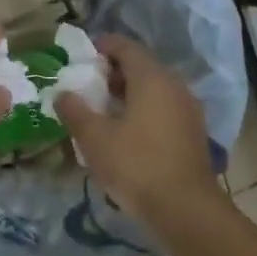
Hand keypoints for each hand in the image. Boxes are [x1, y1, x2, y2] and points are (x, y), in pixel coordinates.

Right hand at [55, 35, 226, 225]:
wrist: (185, 209)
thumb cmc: (136, 165)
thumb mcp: (94, 138)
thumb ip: (75, 110)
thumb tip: (62, 93)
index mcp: (152, 78)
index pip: (126, 47)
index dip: (103, 46)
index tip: (83, 55)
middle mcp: (174, 85)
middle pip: (142, 67)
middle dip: (114, 72)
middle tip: (89, 84)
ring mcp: (188, 109)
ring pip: (155, 89)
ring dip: (130, 93)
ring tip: (104, 109)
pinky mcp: (193, 132)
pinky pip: (164, 108)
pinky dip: (145, 110)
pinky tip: (127, 131)